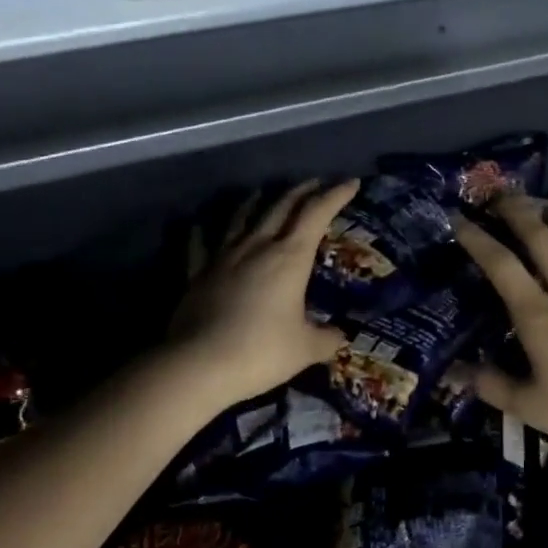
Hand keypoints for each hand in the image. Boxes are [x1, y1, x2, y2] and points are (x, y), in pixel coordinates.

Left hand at [166, 178, 358, 407]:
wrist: (200, 364)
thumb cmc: (262, 352)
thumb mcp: (306, 349)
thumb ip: (327, 338)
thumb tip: (341, 336)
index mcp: (290, 257)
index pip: (317, 214)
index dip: (335, 195)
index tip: (350, 183)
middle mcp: (257, 247)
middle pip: (281, 207)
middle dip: (301, 192)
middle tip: (315, 183)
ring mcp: (223, 257)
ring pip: (241, 218)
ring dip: (256, 202)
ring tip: (262, 193)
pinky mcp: (197, 274)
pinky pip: (200, 244)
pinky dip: (202, 232)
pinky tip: (199, 225)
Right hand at [453, 198, 547, 465]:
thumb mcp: (530, 406)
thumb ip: (491, 385)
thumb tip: (457, 373)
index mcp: (537, 315)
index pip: (501, 266)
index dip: (477, 240)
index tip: (458, 219)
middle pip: (541, 241)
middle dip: (519, 213)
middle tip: (501, 196)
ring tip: (545, 208)